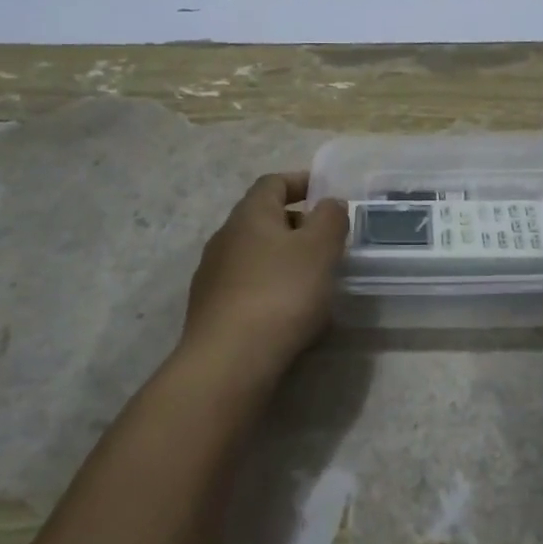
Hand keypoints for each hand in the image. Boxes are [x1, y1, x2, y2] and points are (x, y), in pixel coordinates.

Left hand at [181, 172, 348, 389]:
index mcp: (250, 215)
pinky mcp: (212, 311)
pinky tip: (291, 313)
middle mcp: (225, 238)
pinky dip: (272, 288)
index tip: (326, 193)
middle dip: (298, 225)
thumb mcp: (320, 249)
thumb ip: (331, 218)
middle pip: (264, 219)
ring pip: (256, 255)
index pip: (273, 183)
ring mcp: (213, 276)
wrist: (229, 361)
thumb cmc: (281, 293)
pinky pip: (248, 287)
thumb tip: (329, 204)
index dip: (300, 182)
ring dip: (285, 259)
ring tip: (315, 280)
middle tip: (329, 242)